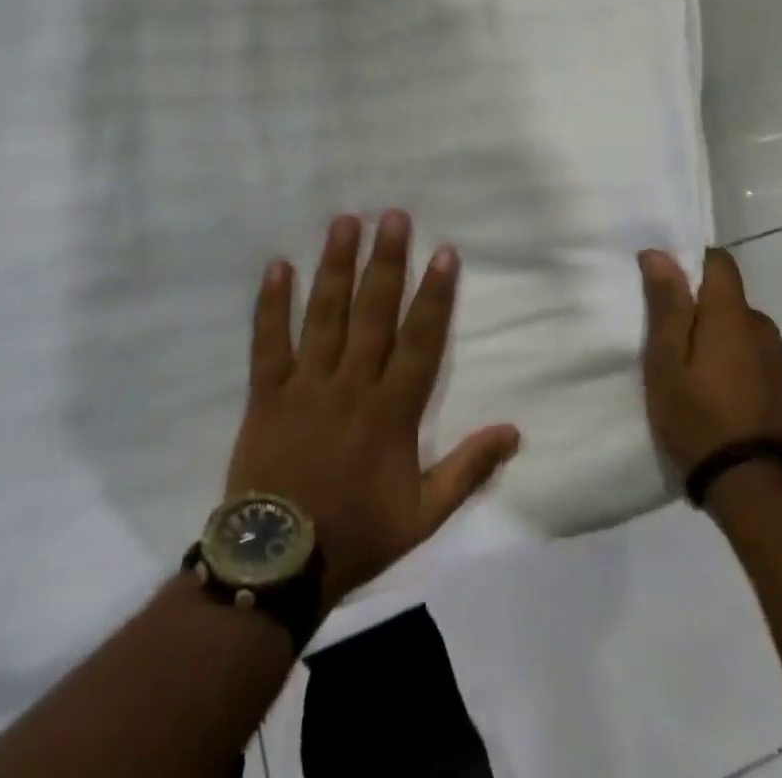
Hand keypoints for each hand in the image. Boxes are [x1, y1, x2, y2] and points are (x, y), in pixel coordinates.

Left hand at [227, 211, 521, 610]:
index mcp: (392, 411)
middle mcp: (352, 385)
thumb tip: (514, 431)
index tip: (444, 252)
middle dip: (386, 261)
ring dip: (336, 266)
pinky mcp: (267, 393)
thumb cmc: (356, 535)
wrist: (277, 565)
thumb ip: (468, 470)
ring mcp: (306, 384)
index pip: (421, 340)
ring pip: (325, 315)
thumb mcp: (423, 515)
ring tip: (345, 222)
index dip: (435, 295)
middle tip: (393, 215)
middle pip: (373, 312)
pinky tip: (278, 265)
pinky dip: (272, 304)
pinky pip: (269, 342)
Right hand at [639, 247, 781, 476]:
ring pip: (737, 324)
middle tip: (667, 337)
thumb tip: (659, 253)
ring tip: (689, 367)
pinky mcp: (780, 382)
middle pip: (726, 295)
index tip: (664, 286)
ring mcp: (775, 355)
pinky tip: (713, 387)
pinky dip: (730, 356)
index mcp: (732, 313)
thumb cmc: (697, 415)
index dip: (690, 263)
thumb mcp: (666, 360)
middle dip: (698, 305)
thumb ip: (666, 304)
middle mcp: (761, 324)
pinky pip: (749, 350)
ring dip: (715, 333)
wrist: (750, 484)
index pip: (718, 260)